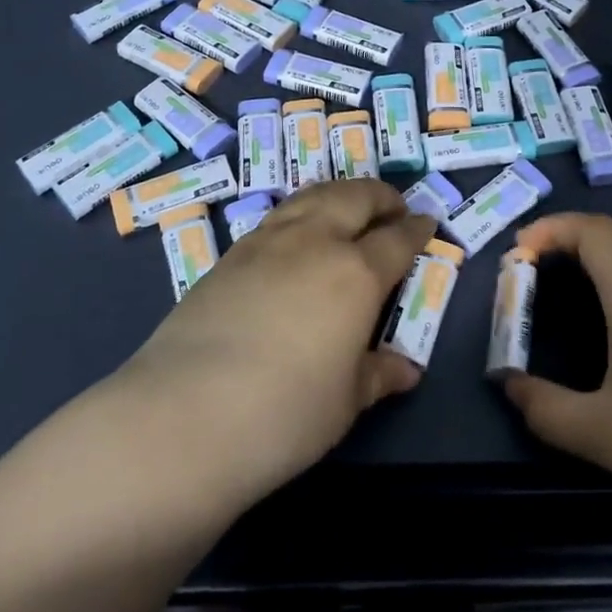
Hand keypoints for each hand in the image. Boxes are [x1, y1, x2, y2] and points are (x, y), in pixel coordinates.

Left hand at [122, 179, 435, 507]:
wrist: (182, 416)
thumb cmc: (284, 414)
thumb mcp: (345, 401)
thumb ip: (378, 374)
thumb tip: (406, 370)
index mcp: (355, 272)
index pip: (397, 238)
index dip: (417, 229)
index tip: (428, 224)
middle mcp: (314, 241)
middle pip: (355, 196)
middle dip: (381, 196)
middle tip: (393, 208)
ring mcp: (267, 242)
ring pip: (313, 196)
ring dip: (340, 195)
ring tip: (348, 209)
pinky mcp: (230, 255)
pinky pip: (279, 216)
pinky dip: (302, 213)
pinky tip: (297, 238)